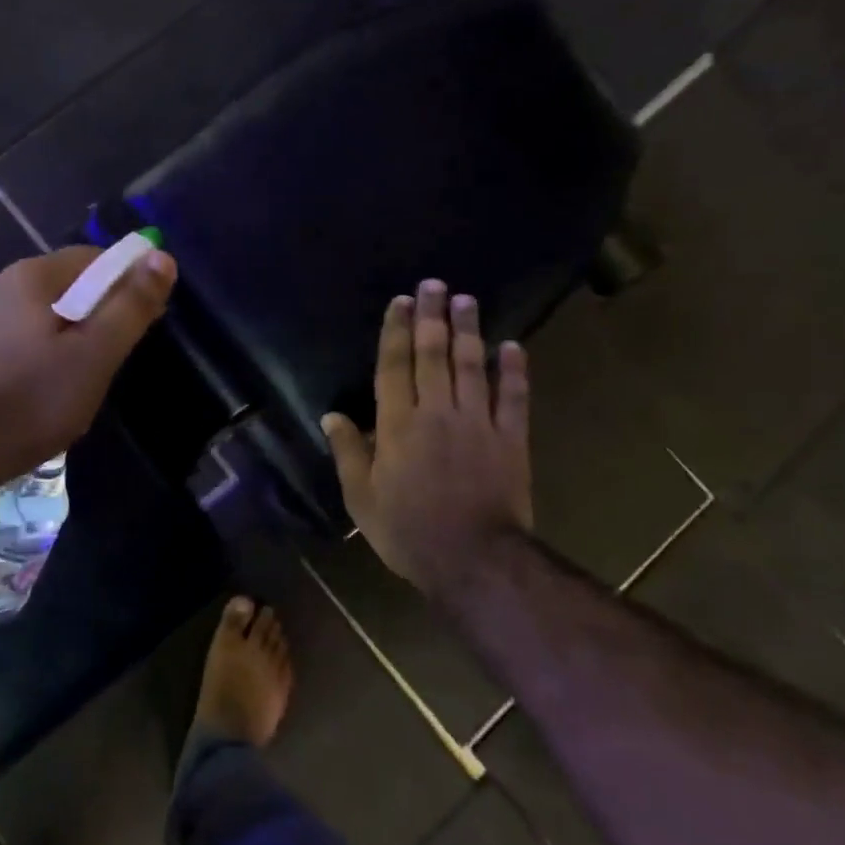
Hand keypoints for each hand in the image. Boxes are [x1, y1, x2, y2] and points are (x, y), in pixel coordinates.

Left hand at [0, 246, 176, 491]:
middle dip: (99, 315)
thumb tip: (160, 257)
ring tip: (83, 380)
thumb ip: (130, 306)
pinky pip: (20, 339)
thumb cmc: (32, 401)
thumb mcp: (95, 355)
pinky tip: (44, 389)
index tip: (146, 321)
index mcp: (31, 276)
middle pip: (68, 286)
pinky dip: (43, 354)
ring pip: (43, 316)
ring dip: (71, 338)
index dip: (128, 284)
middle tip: (115, 359)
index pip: (95, 258)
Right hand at [322, 280, 533, 592]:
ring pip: (472, 366)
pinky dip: (514, 371)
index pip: (394, 366)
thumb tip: (331, 416)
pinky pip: (513, 398)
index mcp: (398, 425)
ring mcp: (478, 422)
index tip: (400, 302)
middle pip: (433, 354)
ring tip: (467, 300)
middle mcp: (437, 412)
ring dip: (469, 330)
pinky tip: (513, 346)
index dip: (396, 331)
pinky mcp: (510, 439)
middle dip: (432, 317)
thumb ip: (348, 453)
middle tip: (434, 285)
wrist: (473, 560)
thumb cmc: (408, 530)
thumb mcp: (362, 498)